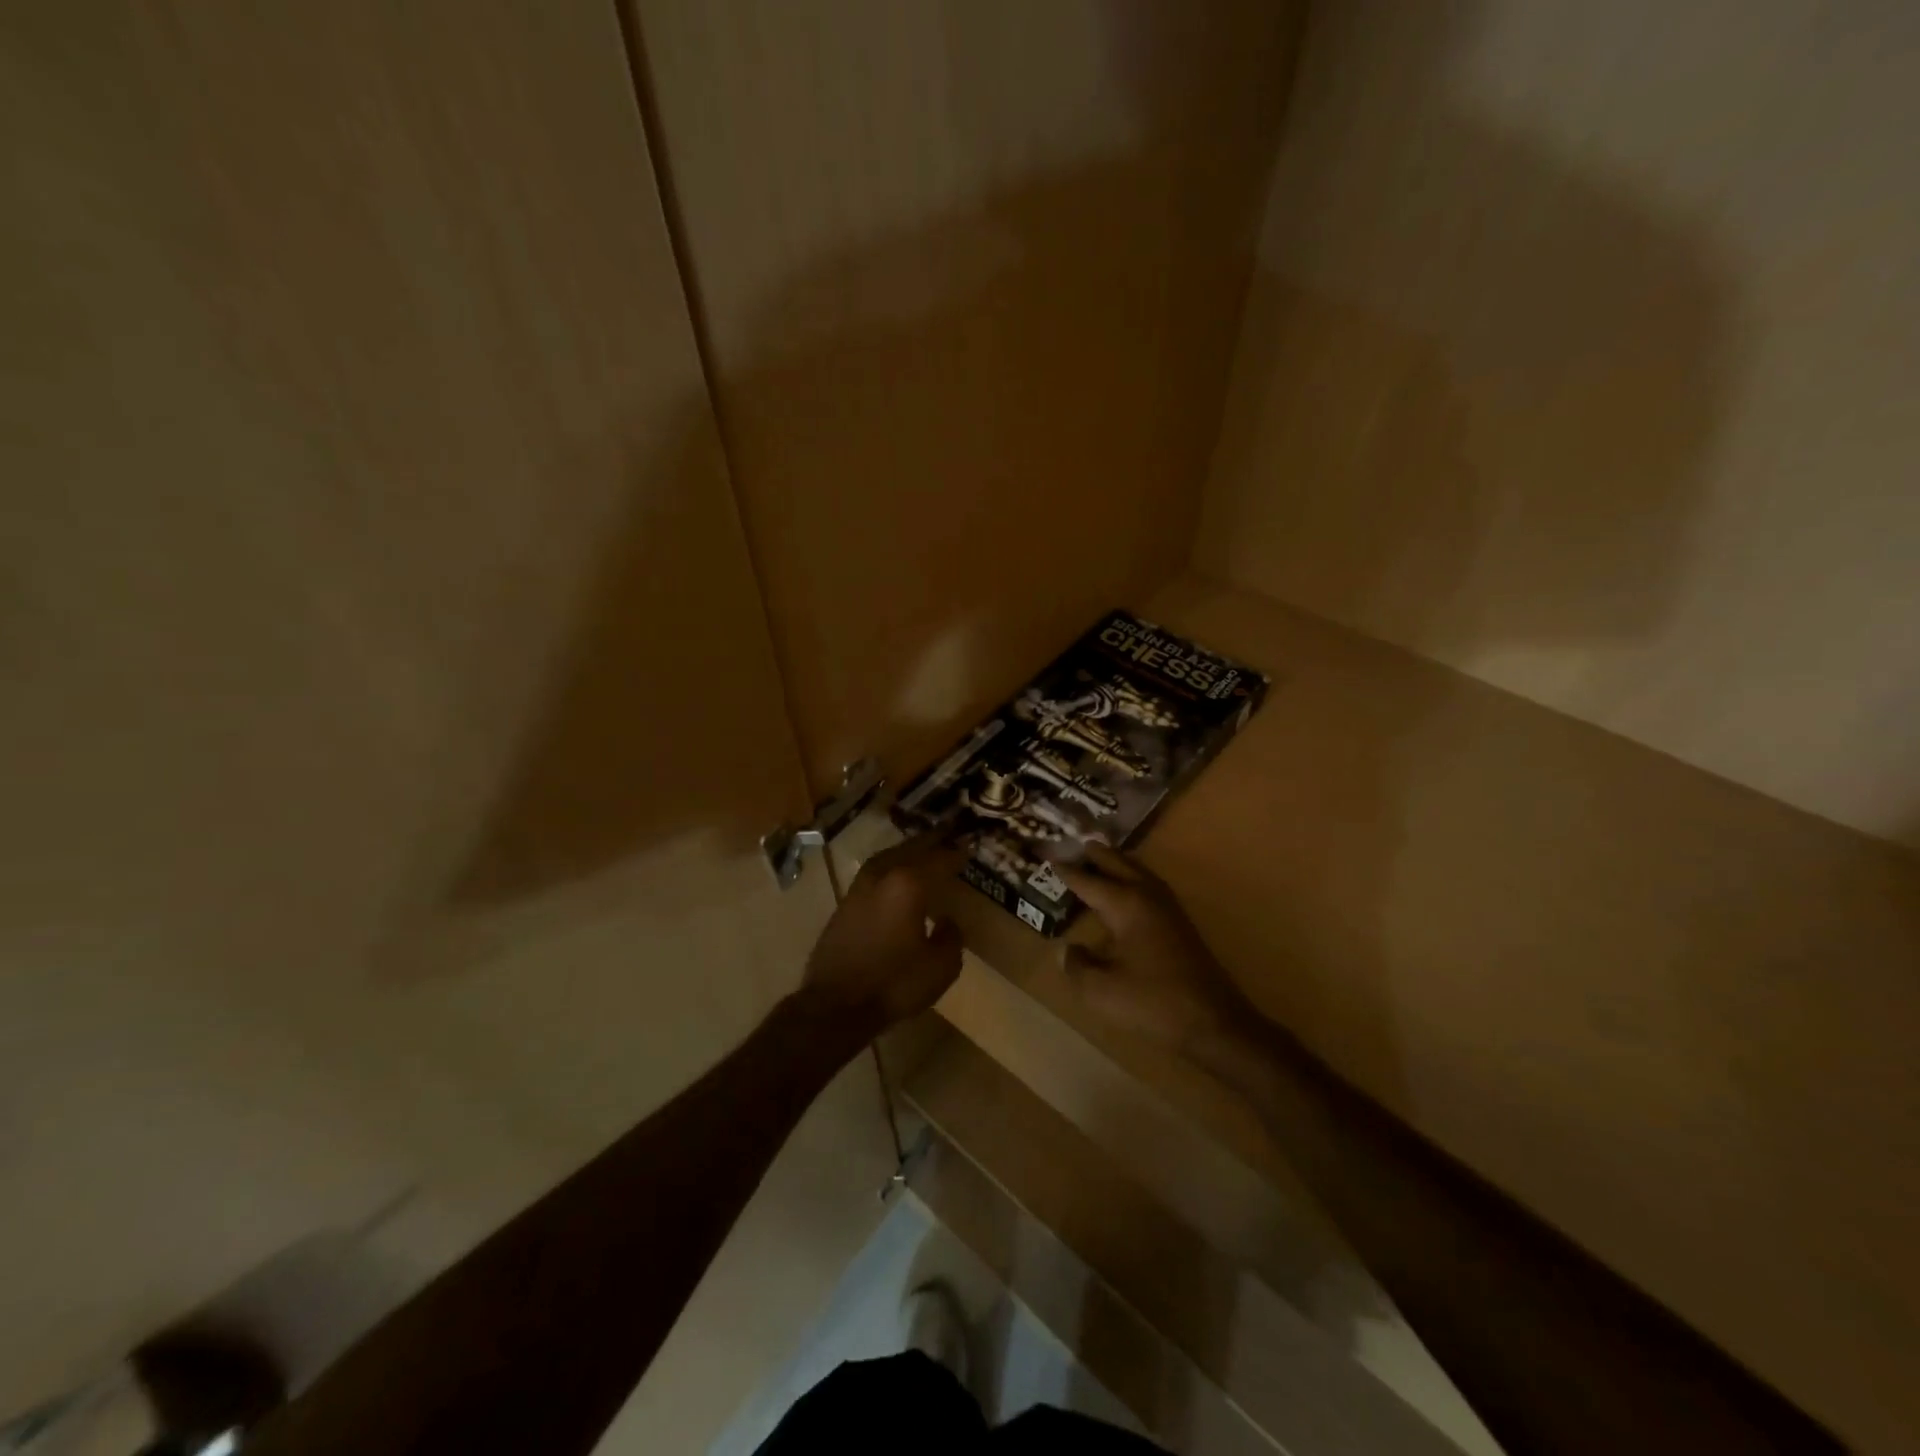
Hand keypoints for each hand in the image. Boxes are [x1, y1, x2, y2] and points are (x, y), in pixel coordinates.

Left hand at [800, 833, 965, 1039]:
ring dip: (906, 852)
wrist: (835, 1005)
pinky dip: (890, 869)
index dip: (956, 854)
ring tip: (922, 852)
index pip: (939, 859)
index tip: (969, 848)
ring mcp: (858, 888)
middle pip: (910, 849)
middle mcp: (882, 876)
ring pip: (887, 858)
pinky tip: (896, 880)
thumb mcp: (941, 967)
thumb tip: (947, 921)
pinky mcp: (844, 904)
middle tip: (947, 835)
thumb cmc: (894, 984)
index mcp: (908, 884)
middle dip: (930, 842)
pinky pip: (874, 875)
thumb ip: (951, 937)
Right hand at [1058, 843, 1250, 1052]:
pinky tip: (1128, 889)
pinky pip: (1149, 884)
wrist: (1212, 1020)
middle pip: (1118, 864)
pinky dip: (1133, 876)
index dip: (1066, 871)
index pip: (1088, 881)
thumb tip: (1065, 950)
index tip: (1048, 857)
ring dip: (1117, 862)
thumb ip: (1077, 966)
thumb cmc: (1153, 1002)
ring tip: (1099, 858)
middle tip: (1076, 844)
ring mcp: (1168, 908)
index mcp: (1126, 905)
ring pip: (1138, 871)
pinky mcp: (1179, 922)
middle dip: (1096, 854)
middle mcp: (1147, 896)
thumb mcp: (1101, 990)